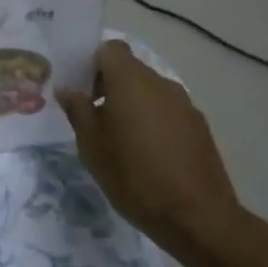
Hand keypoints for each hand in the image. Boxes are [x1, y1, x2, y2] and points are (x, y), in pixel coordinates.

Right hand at [57, 40, 252, 266]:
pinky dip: (154, 120)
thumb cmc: (134, 177)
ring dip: (133, 104)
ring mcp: (184, 104)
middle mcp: (160, 84)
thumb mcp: (92, 147)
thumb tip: (68, 89)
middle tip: (94, 117)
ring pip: (150, 90)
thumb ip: (78, 111)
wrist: (197, 217)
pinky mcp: (199, 125)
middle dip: (110, 85)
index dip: (93, 62)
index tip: (82, 88)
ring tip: (122, 139)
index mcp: (130, 82)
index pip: (110, 49)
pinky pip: (167, 110)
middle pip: (130, 69)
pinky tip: (149, 153)